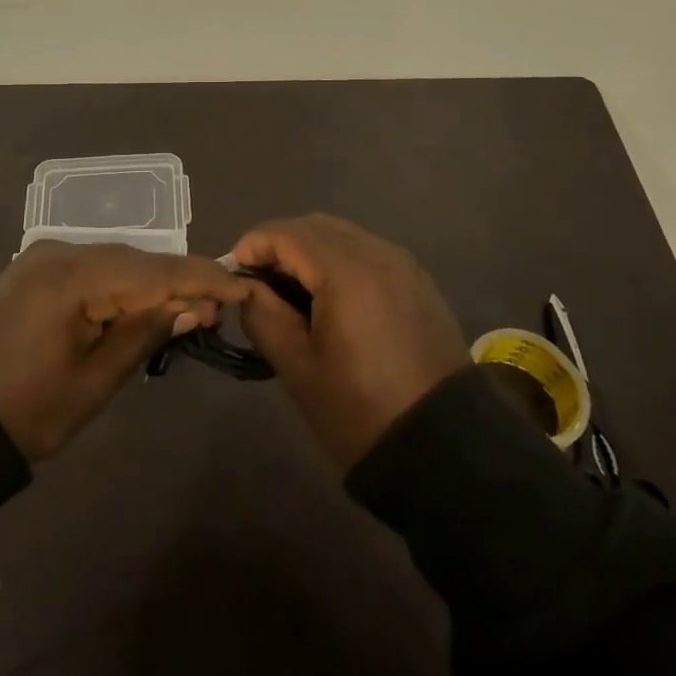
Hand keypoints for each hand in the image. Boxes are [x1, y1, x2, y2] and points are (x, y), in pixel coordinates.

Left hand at [0, 241, 251, 460]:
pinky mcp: (33, 269)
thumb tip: (194, 304)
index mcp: (73, 276)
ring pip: (115, 261)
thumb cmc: (25, 410)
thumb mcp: (94, 381)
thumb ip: (145, 333)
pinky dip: (121, 284)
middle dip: (179, 280)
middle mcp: (60, 251)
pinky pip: (91, 268)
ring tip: (186, 309)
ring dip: (150, 282)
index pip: (154, 270)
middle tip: (216, 309)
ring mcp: (43, 256)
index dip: (202, 276)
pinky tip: (139, 303)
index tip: (242, 285)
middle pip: (136, 259)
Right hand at [235, 214, 469, 470]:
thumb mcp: (297, 367)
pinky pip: (369, 252)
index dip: (253, 246)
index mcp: (346, 271)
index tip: (232, 273)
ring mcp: (403, 265)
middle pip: (316, 226)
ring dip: (310, 250)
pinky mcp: (418, 282)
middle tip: (258, 281)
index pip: (286, 234)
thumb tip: (246, 286)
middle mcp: (377, 253)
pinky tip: (329, 296)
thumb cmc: (359, 410)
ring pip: (344, 235)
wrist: (443, 450)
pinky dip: (340, 260)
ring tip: (290, 289)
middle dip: (280, 244)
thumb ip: (263, 315)